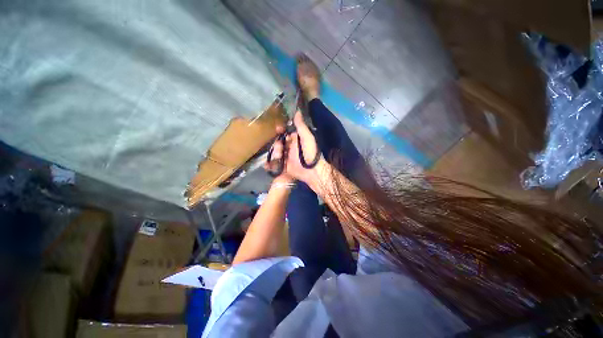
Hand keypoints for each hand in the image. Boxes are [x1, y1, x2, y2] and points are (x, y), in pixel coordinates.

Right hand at [264, 111, 322, 184]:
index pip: (286, 133)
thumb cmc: (310, 152)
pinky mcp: (285, 167)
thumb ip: (301, 126)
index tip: (277, 129)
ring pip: (276, 153)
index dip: (281, 130)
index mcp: (296, 140)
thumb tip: (298, 111)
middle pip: (279, 143)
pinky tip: (267, 165)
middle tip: (280, 148)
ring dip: (275, 154)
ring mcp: (287, 157)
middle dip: (277, 145)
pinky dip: (270, 164)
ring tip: (279, 157)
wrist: (312, 171)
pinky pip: (275, 164)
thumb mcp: (307, 137)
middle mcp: (291, 148)